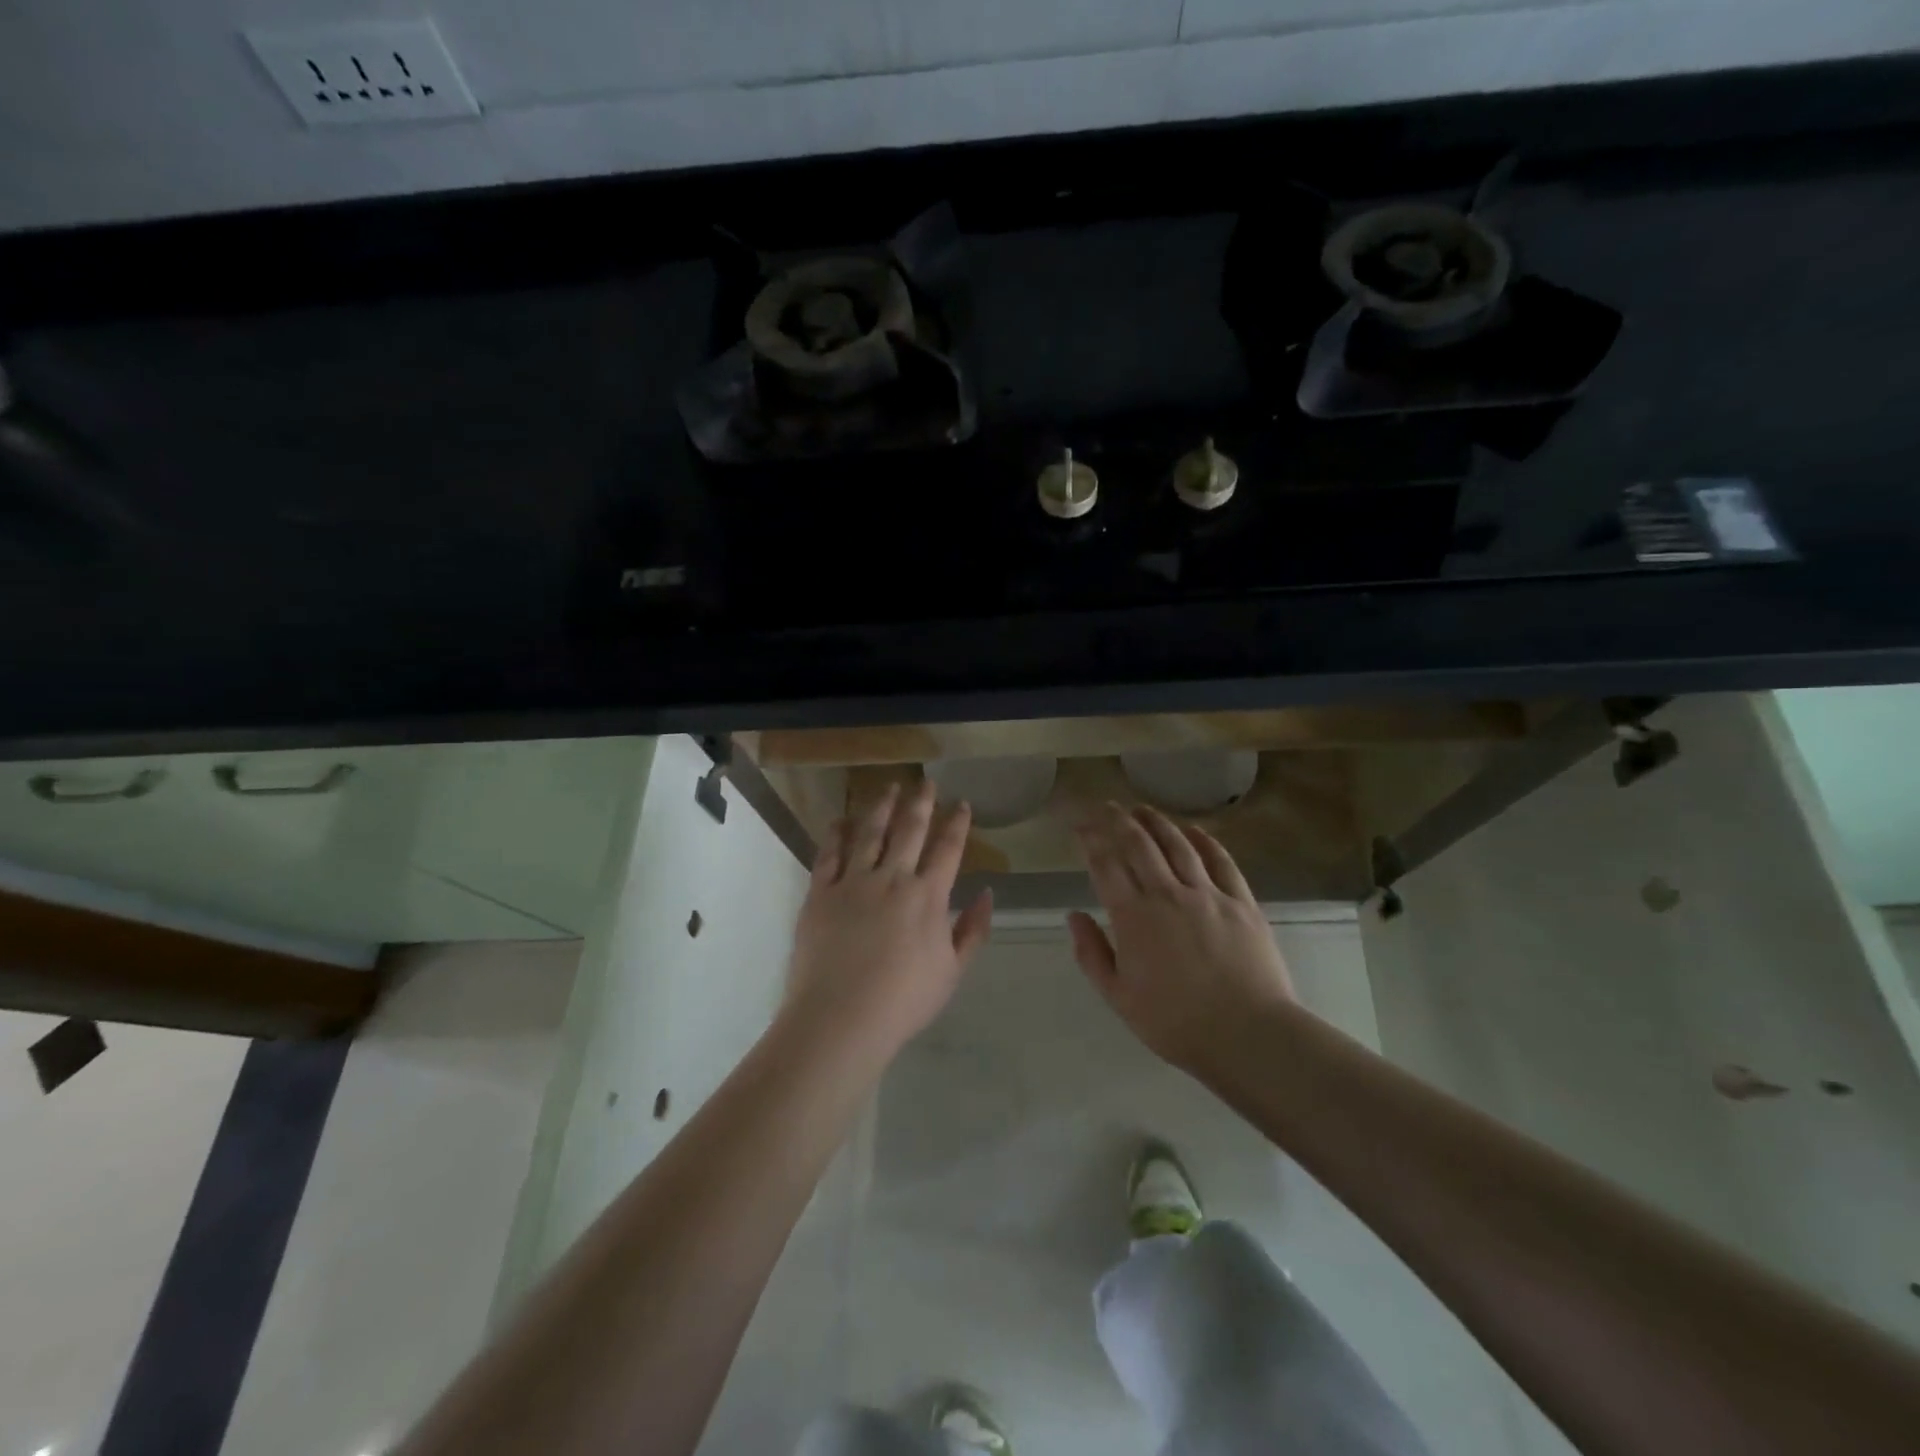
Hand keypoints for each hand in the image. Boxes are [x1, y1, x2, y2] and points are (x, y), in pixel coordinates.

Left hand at [782, 779, 992, 1066]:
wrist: (841, 1018)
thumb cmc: (903, 1001)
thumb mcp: (952, 972)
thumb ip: (972, 930)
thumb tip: (986, 894)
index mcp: (928, 896)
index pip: (948, 849)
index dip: (957, 824)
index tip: (962, 804)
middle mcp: (892, 878)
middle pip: (909, 830)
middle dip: (921, 802)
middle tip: (926, 782)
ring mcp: (853, 882)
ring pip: (870, 833)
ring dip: (881, 807)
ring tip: (888, 788)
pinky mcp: (820, 893)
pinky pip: (829, 855)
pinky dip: (836, 834)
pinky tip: (840, 821)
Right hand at [1069, 802, 1295, 1073]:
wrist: (1247, 1035)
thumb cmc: (1175, 1023)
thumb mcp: (1118, 997)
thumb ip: (1092, 954)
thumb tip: (1073, 915)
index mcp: (1133, 917)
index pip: (1106, 865)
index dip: (1091, 840)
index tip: (1081, 824)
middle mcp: (1167, 894)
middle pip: (1139, 844)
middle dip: (1118, 820)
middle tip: (1107, 806)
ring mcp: (1208, 894)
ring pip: (1177, 844)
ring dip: (1157, 822)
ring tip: (1142, 809)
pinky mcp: (1241, 901)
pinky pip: (1221, 861)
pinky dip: (1205, 840)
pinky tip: (1194, 830)